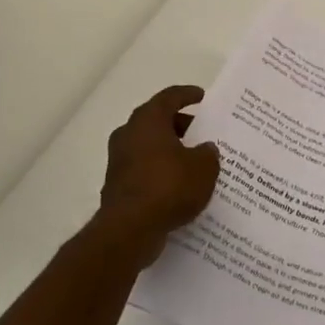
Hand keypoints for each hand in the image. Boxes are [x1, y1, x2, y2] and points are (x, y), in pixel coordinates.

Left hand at [96, 85, 220, 266]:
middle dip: (180, 125)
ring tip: (194, 161)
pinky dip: (160, 172)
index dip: (187, 95)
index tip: (202, 97)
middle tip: (202, 133)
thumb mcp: (203, 168)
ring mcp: (119, 160)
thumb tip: (205, 149)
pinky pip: (144, 169)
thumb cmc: (168, 187)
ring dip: (170, 150)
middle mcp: (129, 133)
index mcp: (148, 119)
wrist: (129, 229)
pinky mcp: (117, 185)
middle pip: (157, 121)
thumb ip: (208, 153)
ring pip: (149, 146)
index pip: (169, 97)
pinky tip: (179, 186)